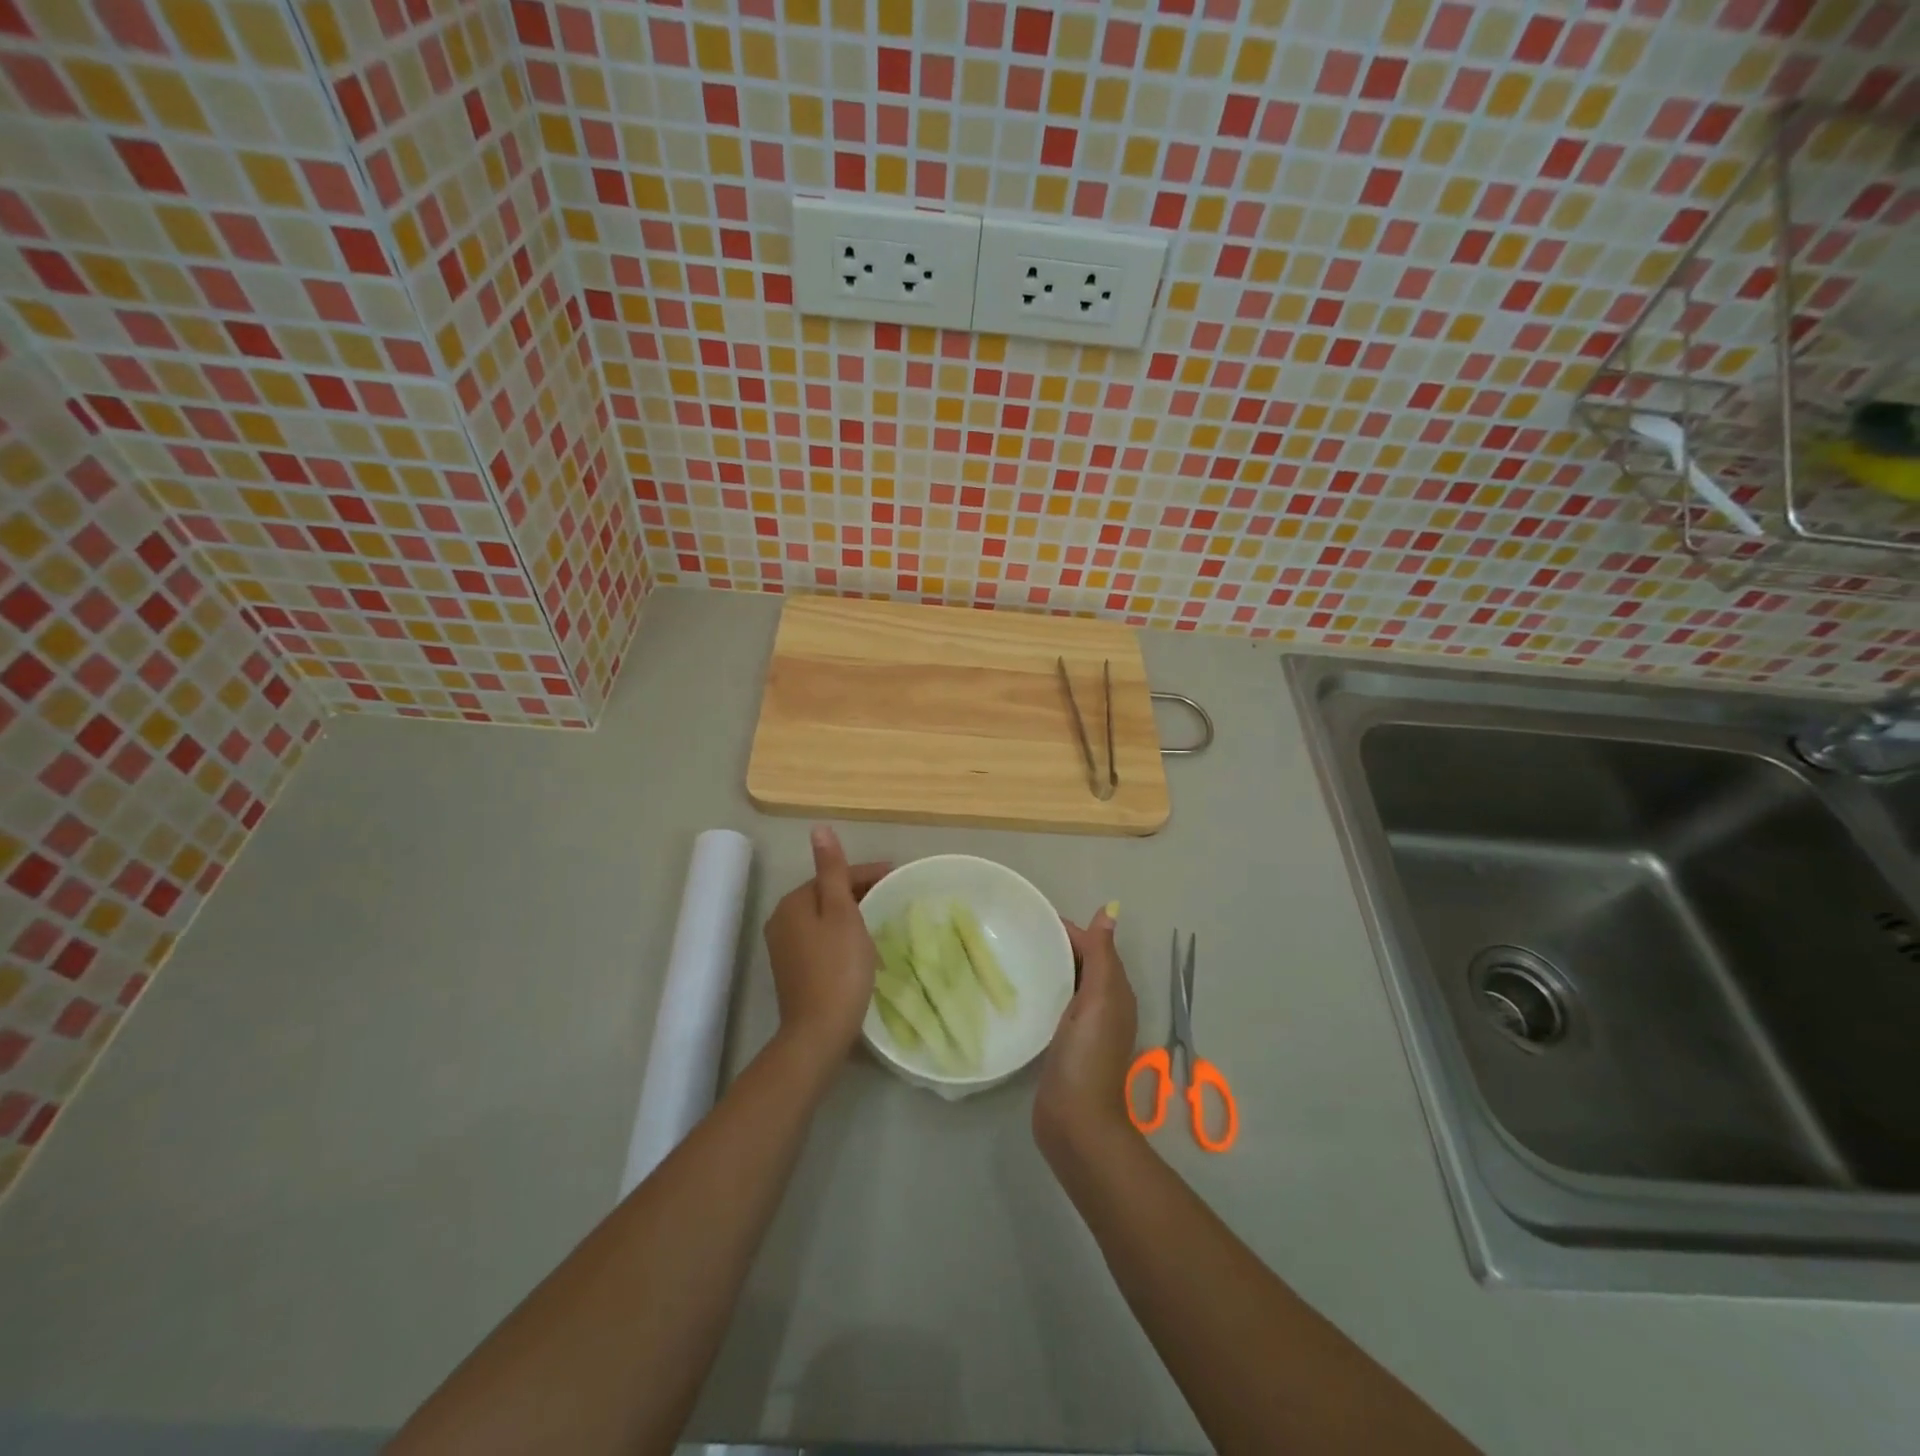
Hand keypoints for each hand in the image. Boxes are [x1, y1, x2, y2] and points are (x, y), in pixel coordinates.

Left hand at [763, 826, 890, 1062]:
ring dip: (850, 913)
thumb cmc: (838, 968)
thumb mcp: (842, 913)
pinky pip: (820, 938)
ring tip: (880, 917)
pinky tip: (859, 945)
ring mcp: (784, 947)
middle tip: (892, 897)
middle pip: (826, 895)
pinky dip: (840, 934)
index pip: (833, 875)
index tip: (897, 876)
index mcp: (793, 902)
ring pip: (823, 917)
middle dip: (858, 892)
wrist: (818, 1031)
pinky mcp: (792, 969)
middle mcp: (781, 919)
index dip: (866, 873)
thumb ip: (832, 871)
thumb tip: (818, 829)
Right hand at [1033, 904, 1138, 1166]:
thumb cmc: (1088, 1056)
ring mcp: (1083, 1028)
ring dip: (1047, 968)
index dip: (1069, 930)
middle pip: (1081, 964)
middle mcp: (1103, 1006)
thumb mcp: (1100, 999)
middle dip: (1055, 946)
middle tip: (1015, 932)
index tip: (1032, 917)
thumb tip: (1111, 910)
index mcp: (1115, 991)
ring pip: (1066, 985)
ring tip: (1011, 954)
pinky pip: (1053, 1006)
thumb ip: (1102, 956)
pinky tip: (1017, 991)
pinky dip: (1040, 992)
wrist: (1076, 1123)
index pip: (1094, 947)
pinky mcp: (1063, 1045)